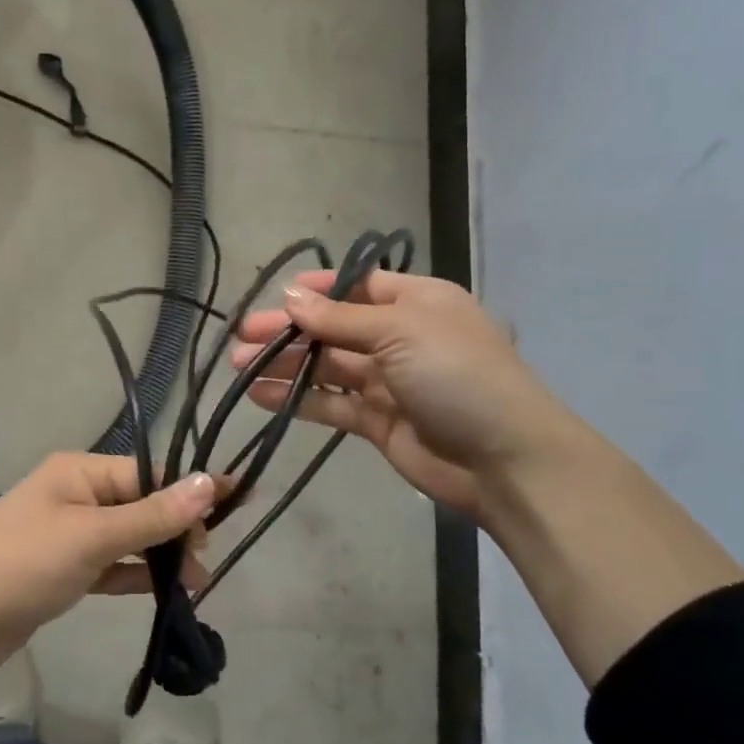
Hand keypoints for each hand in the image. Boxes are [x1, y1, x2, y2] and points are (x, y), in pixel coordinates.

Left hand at [0, 454, 223, 675]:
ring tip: (198, 580)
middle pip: (140, 503)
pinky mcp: (63, 570)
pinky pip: (110, 564)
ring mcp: (68, 533)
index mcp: (79, 471)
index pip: (147, 473)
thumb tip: (209, 482)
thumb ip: (153, 515)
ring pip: (128, 536)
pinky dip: (136, 574)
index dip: (189, 490)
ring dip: (160, 554)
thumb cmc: (23, 563)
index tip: (234, 504)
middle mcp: (75, 494)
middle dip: (176, 527)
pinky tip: (167, 589)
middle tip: (208, 558)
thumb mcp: (92, 536)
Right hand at [231, 269, 578, 521]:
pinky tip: (259, 394)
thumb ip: (339, 317)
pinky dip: (296, 397)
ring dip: (285, 364)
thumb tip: (290, 296)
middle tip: (241, 336)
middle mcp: (400, 337)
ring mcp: (388, 382)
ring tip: (239, 365)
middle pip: (334, 327)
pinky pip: (329, 402)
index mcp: (417, 302)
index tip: (276, 293)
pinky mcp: (376, 422)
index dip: (317, 288)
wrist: (504, 459)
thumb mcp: (399, 330)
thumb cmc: (456, 374)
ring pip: (326, 366)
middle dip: (290, 330)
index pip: (359, 285)